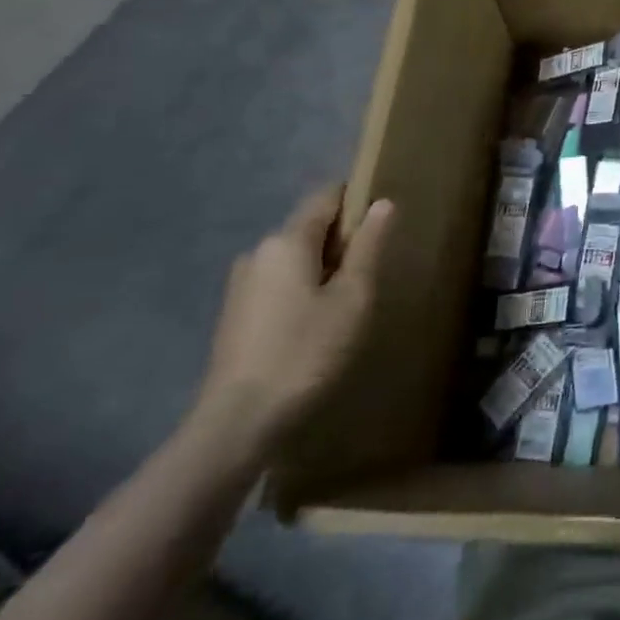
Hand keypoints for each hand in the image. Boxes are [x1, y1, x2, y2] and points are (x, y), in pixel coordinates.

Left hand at [193, 188, 391, 459]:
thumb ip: (368, 247)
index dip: (357, 201)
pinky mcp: (235, 313)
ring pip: (295, 258)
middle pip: (310, 228)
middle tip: (372, 274)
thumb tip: (382, 203)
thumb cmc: (306, 352)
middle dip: (343, 241)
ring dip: (323, 269)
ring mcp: (242, 284)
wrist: (238, 422)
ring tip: (348, 303)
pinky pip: (279, 283)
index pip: (326, 196)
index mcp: (287, 240)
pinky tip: (316, 325)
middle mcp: (259, 252)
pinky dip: (303, 290)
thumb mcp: (352, 298)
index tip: (383, 225)